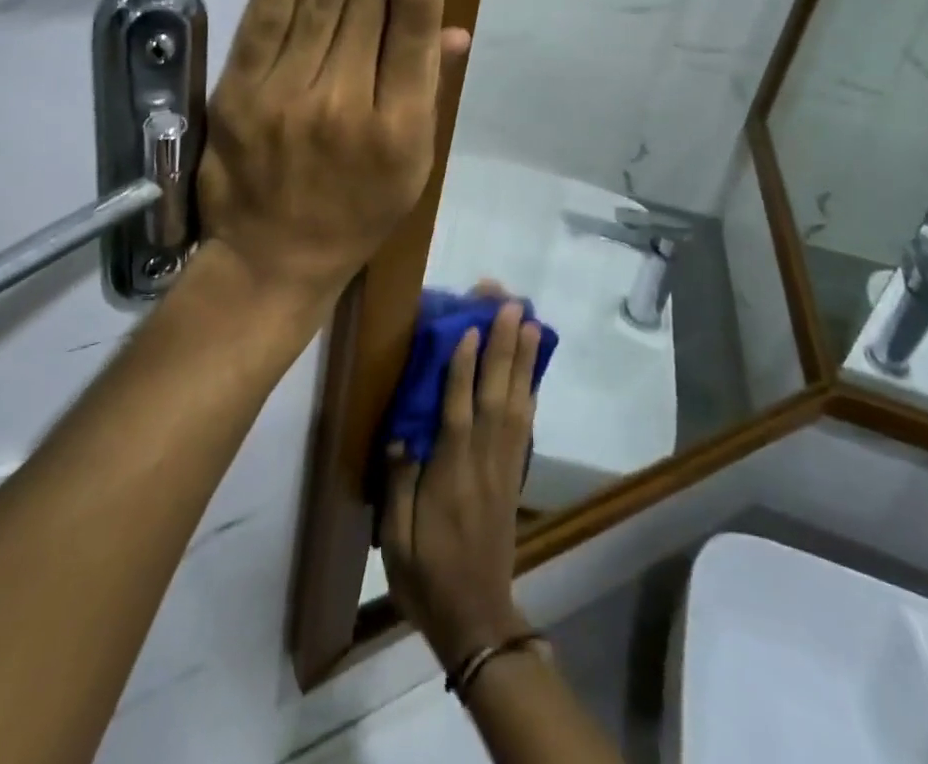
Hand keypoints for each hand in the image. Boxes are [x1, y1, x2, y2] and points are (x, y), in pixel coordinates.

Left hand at [197, 0, 468, 321]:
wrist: (270, 262)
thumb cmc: (353, 216)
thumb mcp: (412, 167)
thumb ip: (430, 90)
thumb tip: (453, 25)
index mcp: (402, 122)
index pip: (413, 17)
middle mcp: (350, 101)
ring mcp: (290, 95)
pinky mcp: (241, 94)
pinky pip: (266, 20)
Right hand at [381, 295, 542, 668]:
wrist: (476, 621)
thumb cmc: (427, 577)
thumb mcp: (396, 540)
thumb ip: (399, 485)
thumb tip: (401, 434)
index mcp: (450, 476)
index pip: (458, 411)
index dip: (464, 369)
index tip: (469, 328)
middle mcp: (483, 462)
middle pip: (496, 396)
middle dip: (503, 348)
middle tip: (511, 305)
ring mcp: (503, 467)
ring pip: (516, 403)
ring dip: (522, 361)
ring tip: (529, 322)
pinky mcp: (513, 475)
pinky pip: (524, 425)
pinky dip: (529, 391)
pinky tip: (531, 370)